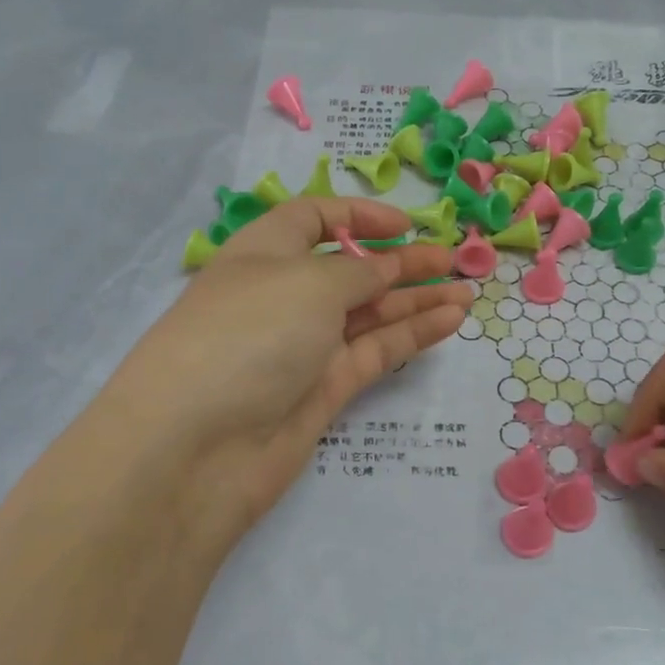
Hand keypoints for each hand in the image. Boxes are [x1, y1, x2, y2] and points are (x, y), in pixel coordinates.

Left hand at [98, 197, 472, 560]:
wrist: (197, 447)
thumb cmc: (248, 334)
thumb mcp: (308, 283)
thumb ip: (358, 272)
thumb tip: (384, 268)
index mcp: (264, 253)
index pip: (312, 219)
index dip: (358, 217)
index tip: (407, 226)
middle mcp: (283, 296)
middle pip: (350, 270)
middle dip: (401, 262)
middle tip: (454, 260)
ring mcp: (304, 347)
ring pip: (369, 314)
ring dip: (416, 299)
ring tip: (467, 291)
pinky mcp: (323, 390)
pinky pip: (374, 352)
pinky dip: (411, 334)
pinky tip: (450, 319)